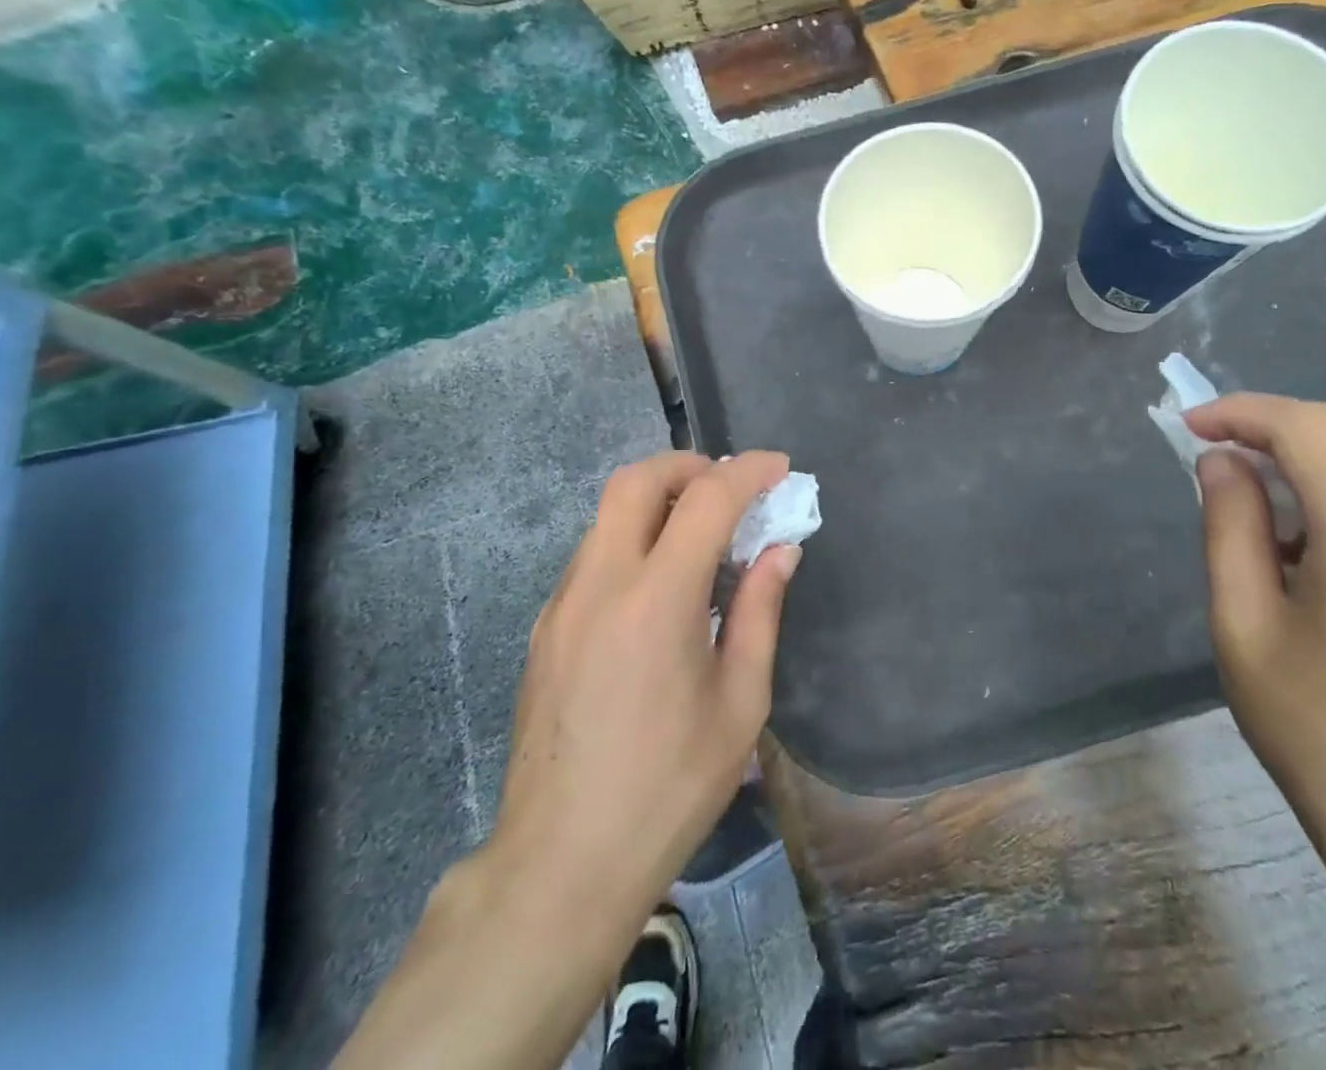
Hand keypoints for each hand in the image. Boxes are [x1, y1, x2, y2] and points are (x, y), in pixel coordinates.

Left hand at [336, 451, 800, 1069]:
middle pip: (635, 480)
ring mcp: (562, 603)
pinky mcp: (544, 627)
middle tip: (728, 486)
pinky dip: (632, 539)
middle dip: (687, 464)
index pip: (706, 500)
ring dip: (657, 501)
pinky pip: (593, 554)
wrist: (562, 862)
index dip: (748, 472)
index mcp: (657, 601)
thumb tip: (780, 550)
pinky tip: (658, 586)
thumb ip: (759, 612)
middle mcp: (601, 584)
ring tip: (700, 534)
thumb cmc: (669, 787)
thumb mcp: (739, 703)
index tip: (780, 468)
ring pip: (608, 514)